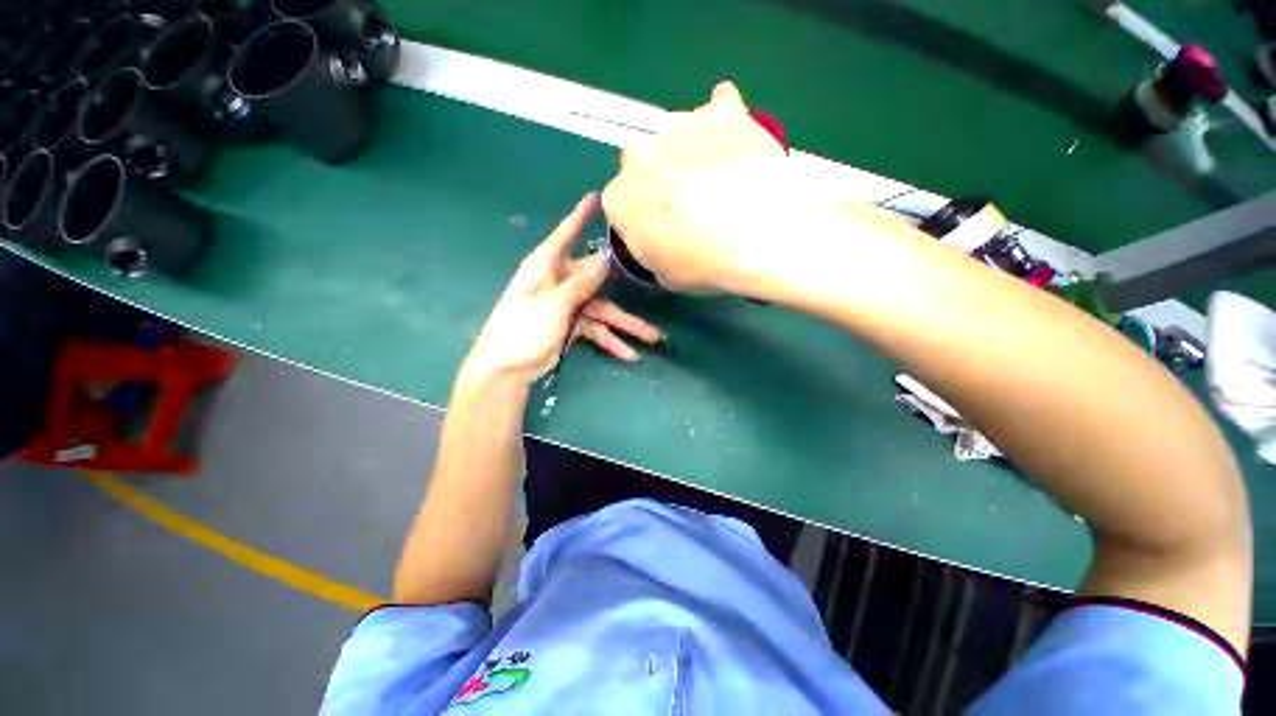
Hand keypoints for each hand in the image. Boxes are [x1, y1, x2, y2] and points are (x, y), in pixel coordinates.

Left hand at [464, 193, 663, 383]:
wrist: (507, 368)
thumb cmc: (523, 329)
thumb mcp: (553, 304)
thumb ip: (581, 283)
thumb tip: (605, 258)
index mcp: (546, 267)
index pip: (565, 234)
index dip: (581, 216)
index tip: (596, 197)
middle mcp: (559, 281)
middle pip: (598, 281)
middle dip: (625, 291)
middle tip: (652, 290)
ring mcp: (567, 305)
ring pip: (603, 311)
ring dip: (625, 325)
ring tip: (653, 338)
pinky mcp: (571, 325)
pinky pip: (597, 329)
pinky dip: (610, 340)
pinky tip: (629, 354)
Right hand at [602, 82, 831, 294]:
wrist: (757, 239)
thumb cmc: (703, 267)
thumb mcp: (664, 275)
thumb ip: (650, 247)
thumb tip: (658, 234)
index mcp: (620, 198)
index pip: (620, 201)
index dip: (640, 215)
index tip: (660, 228)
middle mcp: (640, 155)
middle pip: (640, 159)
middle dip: (657, 176)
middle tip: (686, 202)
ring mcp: (680, 127)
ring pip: (675, 132)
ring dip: (688, 150)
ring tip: (719, 178)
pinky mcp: (723, 113)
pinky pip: (720, 103)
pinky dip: (724, 119)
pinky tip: (735, 139)